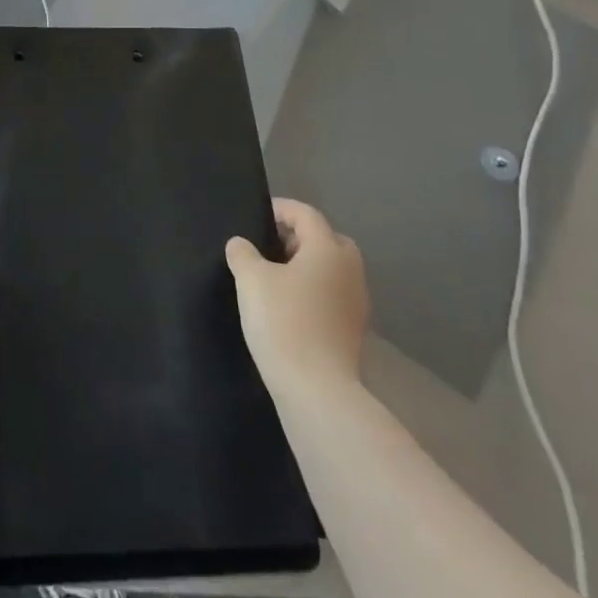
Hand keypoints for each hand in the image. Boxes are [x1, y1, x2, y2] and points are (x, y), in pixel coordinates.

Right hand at [226, 198, 368, 400]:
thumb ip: (243, 253)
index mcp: (328, 249)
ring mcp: (356, 302)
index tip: (256, 215)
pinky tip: (288, 305)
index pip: (306, 214)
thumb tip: (241, 245)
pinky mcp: (353, 329)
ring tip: (273, 277)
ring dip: (306, 266)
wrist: (316, 389)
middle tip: (268, 246)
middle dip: (298, 237)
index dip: (281, 209)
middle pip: (326, 239)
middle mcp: (349, 270)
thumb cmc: (283, 321)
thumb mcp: (251, 279)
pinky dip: (312, 290)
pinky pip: (332, 294)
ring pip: (331, 269)